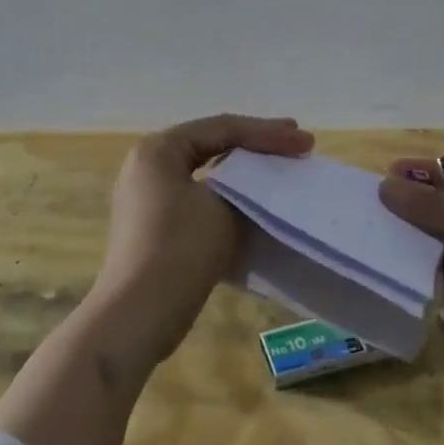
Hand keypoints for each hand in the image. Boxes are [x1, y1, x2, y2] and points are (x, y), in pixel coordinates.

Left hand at [92, 114, 314, 367]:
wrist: (137, 315)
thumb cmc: (179, 249)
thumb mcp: (222, 207)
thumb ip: (242, 185)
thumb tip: (251, 186)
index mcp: (159, 150)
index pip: (222, 128)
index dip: (268, 133)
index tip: (306, 142)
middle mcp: (148, 166)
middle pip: (211, 145)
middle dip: (256, 146)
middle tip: (295, 145)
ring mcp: (148, 198)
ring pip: (206, 175)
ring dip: (243, 175)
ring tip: (278, 172)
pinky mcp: (155, 228)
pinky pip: (198, 201)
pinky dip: (228, 199)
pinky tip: (253, 205)